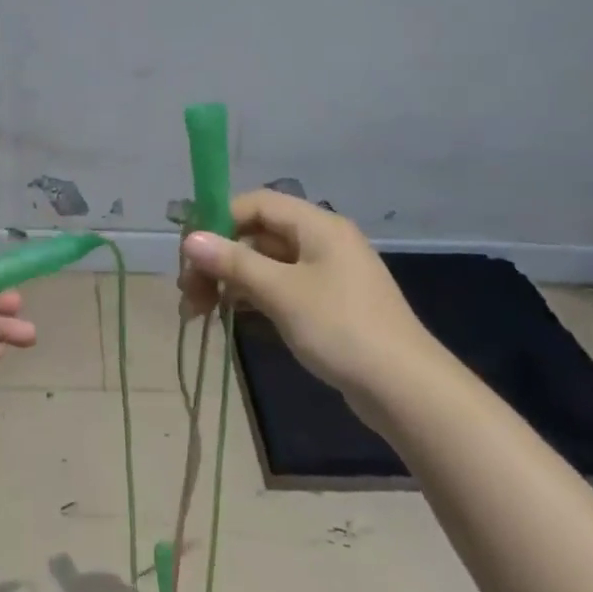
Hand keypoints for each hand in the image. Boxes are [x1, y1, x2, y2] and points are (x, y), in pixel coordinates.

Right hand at [178, 190, 433, 405]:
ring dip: (229, 281)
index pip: (256, 203)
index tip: (187, 251)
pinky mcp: (326, 304)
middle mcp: (321, 241)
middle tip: (188, 292)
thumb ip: (234, 262)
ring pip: (265, 264)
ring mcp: (325, 274)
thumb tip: (190, 239)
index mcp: (317, 225)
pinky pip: (279, 288)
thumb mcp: (281, 292)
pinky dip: (250, 298)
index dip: (218, 219)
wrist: (404, 388)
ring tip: (197, 311)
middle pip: (257, 234)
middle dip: (218, 258)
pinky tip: (227, 317)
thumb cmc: (341, 328)